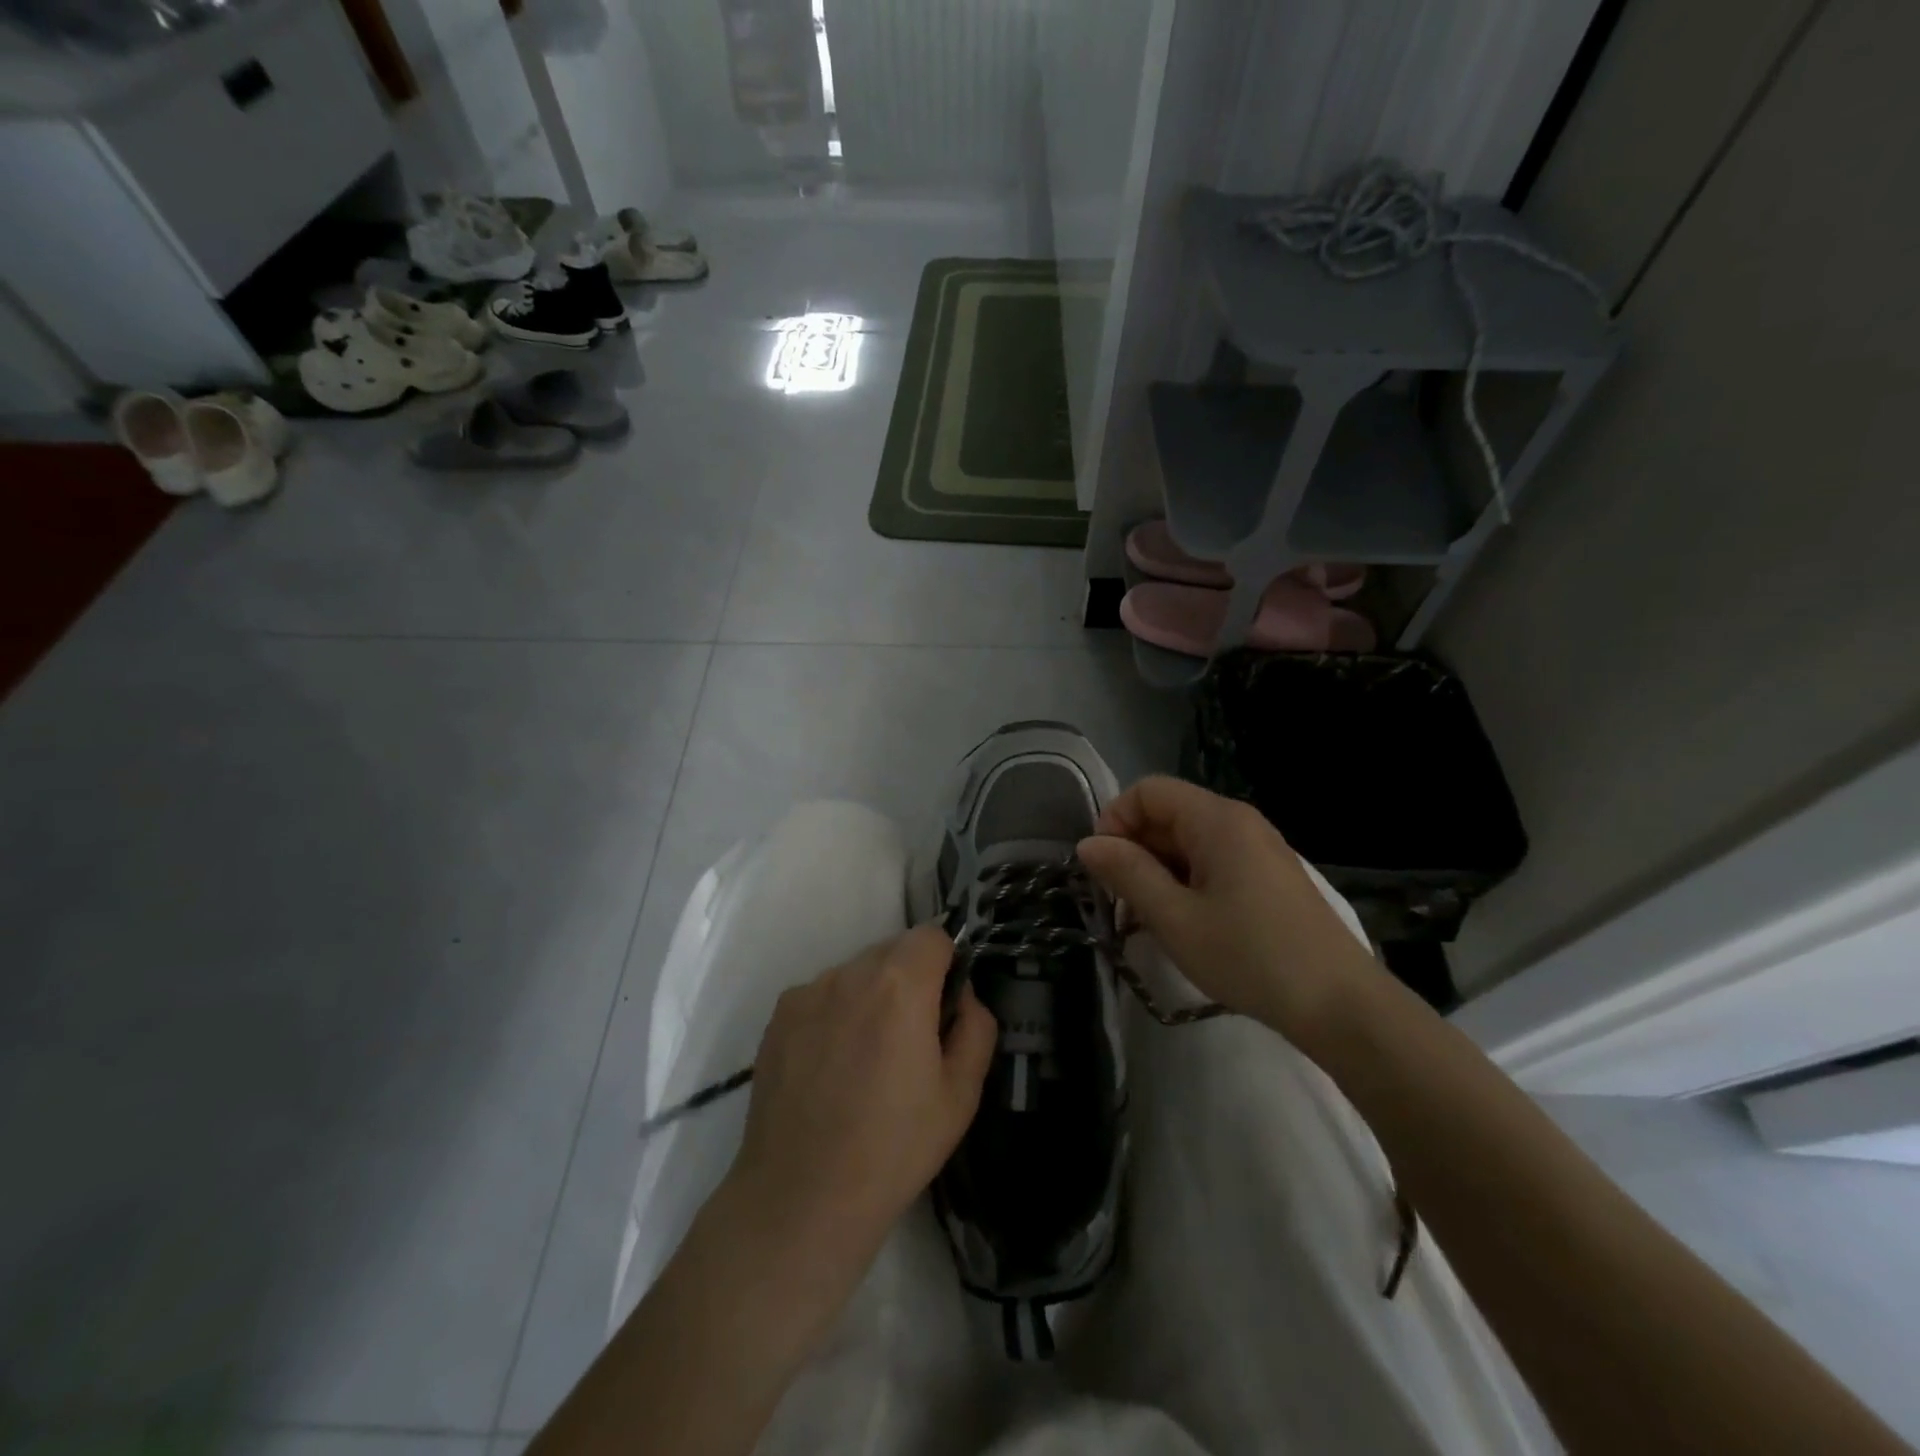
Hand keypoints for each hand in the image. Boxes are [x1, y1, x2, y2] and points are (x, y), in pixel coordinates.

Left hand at [725, 925, 997, 1274]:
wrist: (801, 1197)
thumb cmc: (894, 1148)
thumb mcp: (961, 1095)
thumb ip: (976, 1027)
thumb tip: (963, 996)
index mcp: (900, 985)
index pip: (933, 936)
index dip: (946, 964)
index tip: (943, 1006)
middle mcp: (850, 973)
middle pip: (893, 951)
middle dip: (910, 979)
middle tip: (909, 1040)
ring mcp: (809, 992)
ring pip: (856, 972)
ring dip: (871, 995)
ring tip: (865, 1059)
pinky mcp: (779, 1015)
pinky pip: (822, 994)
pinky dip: (835, 1013)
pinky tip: (830, 1067)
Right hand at [1076, 776, 1382, 1046]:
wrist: (1340, 1006)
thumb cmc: (1250, 956)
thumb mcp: (1175, 918)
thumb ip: (1128, 874)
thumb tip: (1088, 844)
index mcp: (1217, 819)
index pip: (1148, 791)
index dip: (1115, 820)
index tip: (1101, 867)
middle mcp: (1239, 822)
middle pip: (1169, 813)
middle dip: (1134, 848)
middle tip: (1118, 900)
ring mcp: (1258, 849)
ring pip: (1188, 841)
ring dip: (1157, 870)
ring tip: (1146, 918)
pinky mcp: (1268, 877)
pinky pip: (1212, 862)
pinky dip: (1185, 882)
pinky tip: (1182, 923)